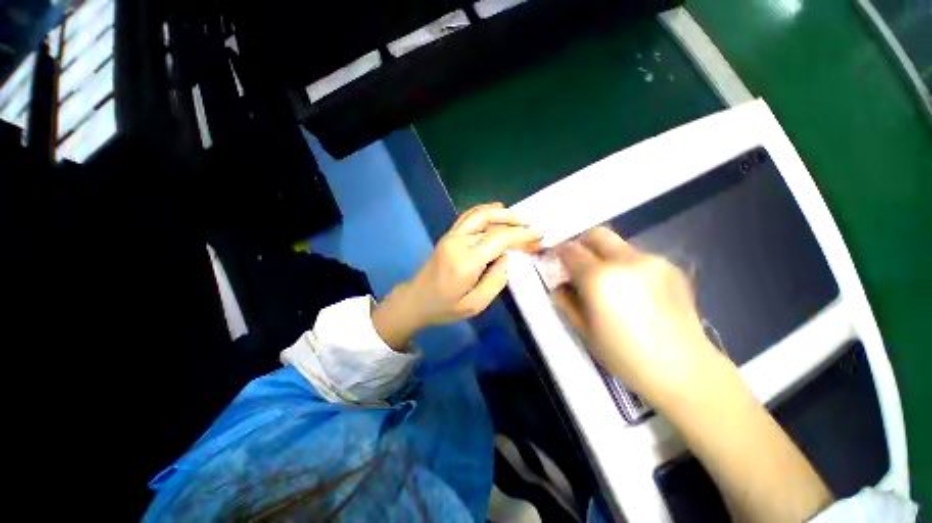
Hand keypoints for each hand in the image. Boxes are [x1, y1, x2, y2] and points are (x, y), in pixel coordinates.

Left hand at [373, 203, 541, 349]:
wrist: (416, 300)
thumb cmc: (445, 307)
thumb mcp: (476, 304)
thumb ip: (496, 280)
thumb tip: (505, 257)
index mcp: (465, 261)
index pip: (498, 239)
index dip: (521, 235)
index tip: (539, 236)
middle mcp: (458, 242)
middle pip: (490, 223)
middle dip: (514, 223)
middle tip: (531, 228)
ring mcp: (451, 235)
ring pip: (479, 213)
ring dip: (501, 212)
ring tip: (518, 219)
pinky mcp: (448, 235)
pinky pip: (468, 215)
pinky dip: (485, 210)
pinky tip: (496, 211)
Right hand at [553, 227, 730, 405]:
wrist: (683, 370)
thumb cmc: (624, 355)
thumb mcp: (584, 330)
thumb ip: (566, 301)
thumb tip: (560, 285)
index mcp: (599, 278)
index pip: (571, 250)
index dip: (560, 253)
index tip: (558, 264)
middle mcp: (626, 260)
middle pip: (596, 234)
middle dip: (582, 245)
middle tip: (579, 266)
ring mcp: (652, 261)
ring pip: (618, 245)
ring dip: (605, 257)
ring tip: (610, 284)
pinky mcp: (671, 267)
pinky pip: (638, 258)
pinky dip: (627, 266)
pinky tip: (635, 291)